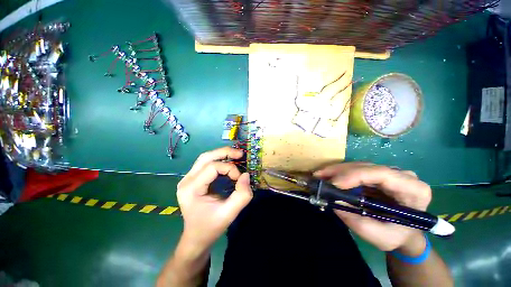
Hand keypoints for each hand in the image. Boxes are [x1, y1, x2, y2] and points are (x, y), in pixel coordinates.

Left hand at [176, 147, 252, 252]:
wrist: (196, 237)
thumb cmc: (211, 227)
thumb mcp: (229, 214)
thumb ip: (242, 195)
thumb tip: (246, 175)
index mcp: (191, 189)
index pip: (212, 168)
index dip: (230, 169)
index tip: (240, 179)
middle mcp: (186, 180)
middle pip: (206, 157)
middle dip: (225, 153)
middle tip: (240, 154)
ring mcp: (188, 178)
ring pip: (205, 157)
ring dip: (222, 154)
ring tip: (236, 155)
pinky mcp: (192, 179)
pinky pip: (206, 163)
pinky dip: (219, 160)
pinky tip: (228, 162)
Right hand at [314, 163, 431, 252]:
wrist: (403, 232)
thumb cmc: (397, 236)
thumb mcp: (380, 237)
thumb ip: (358, 222)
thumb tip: (335, 203)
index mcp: (414, 190)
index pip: (382, 174)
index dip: (355, 175)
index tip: (334, 184)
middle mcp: (402, 176)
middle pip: (367, 167)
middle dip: (340, 171)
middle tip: (319, 177)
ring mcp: (389, 172)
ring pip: (359, 166)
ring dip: (337, 170)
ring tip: (319, 176)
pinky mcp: (376, 174)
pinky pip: (356, 169)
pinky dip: (339, 173)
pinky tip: (328, 176)